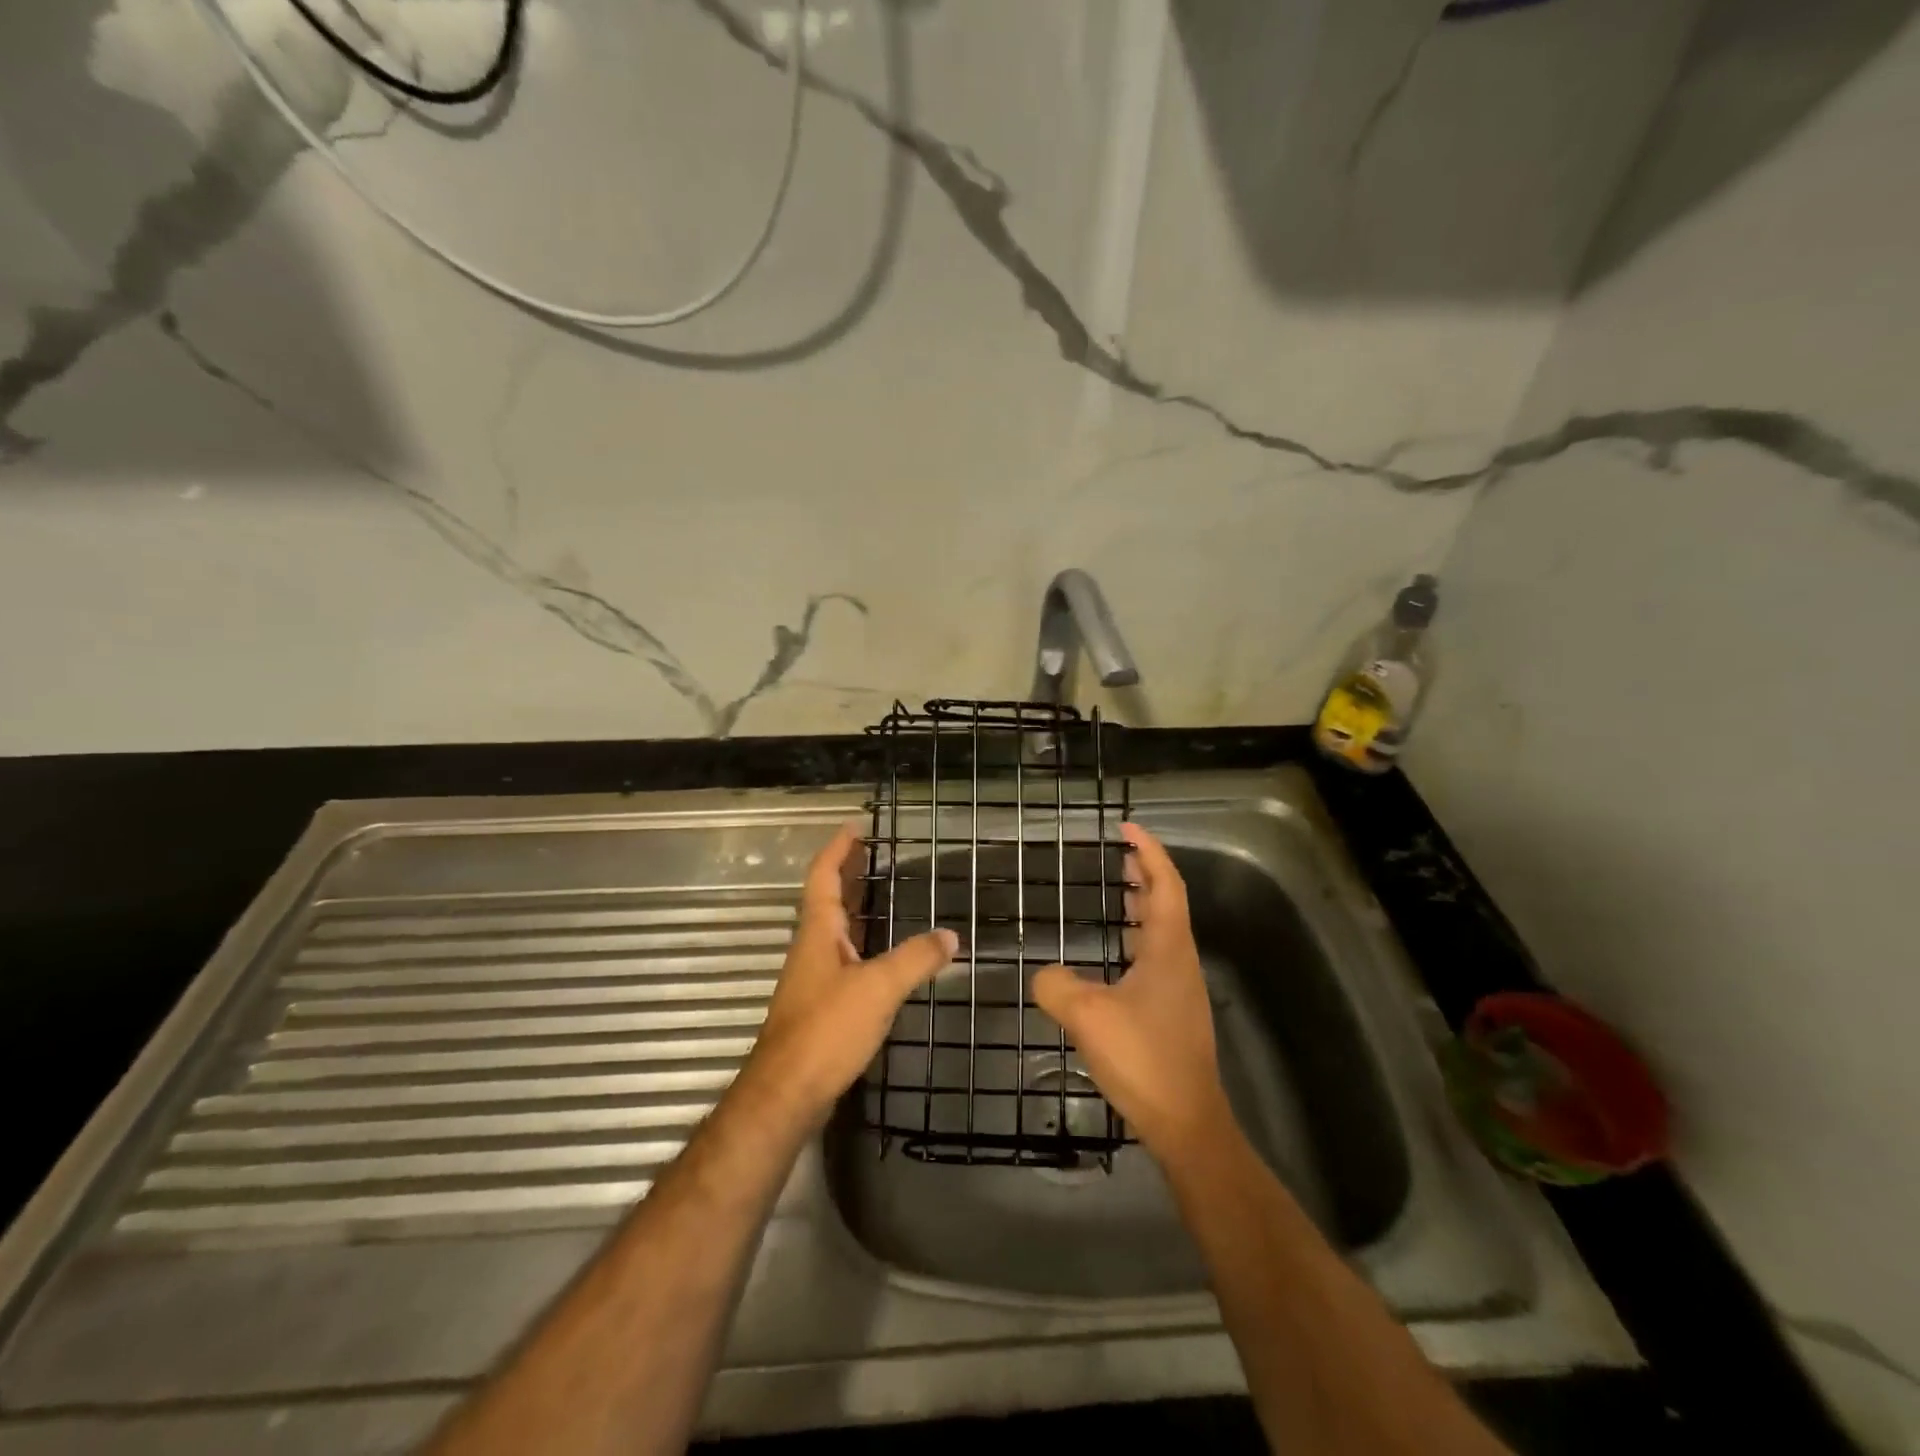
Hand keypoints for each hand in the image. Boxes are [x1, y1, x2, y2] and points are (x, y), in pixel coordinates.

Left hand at [737, 821, 955, 1126]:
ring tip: (883, 891)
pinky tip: (884, 953)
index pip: (823, 876)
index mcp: (818, 932)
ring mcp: (815, 977)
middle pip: (828, 899)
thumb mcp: (878, 988)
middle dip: (849, 873)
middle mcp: (812, 948)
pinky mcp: (822, 1005)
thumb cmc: (827, 1029)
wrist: (787, 1093)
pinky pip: (845, 957)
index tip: (856, 827)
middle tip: (875, 852)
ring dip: (856, 906)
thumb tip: (950, 936)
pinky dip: (864, 942)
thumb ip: (915, 959)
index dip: (838, 849)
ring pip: (836, 930)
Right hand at [1032, 823, 1232, 1156]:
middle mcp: (1178, 961)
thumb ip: (1057, 986)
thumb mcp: (1088, 1017)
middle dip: (1145, 874)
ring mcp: (1179, 988)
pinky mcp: (1172, 1012)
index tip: (1126, 829)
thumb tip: (1044, 974)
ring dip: (1141, 906)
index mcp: (1167, 949)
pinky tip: (1112, 956)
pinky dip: (1135, 938)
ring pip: (1162, 931)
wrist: (1186, 1122)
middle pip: (1167, 902)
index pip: (1165, 884)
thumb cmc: (1144, 1059)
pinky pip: (1154, 956)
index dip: (1148, 852)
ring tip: (1115, 893)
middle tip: (1117, 856)